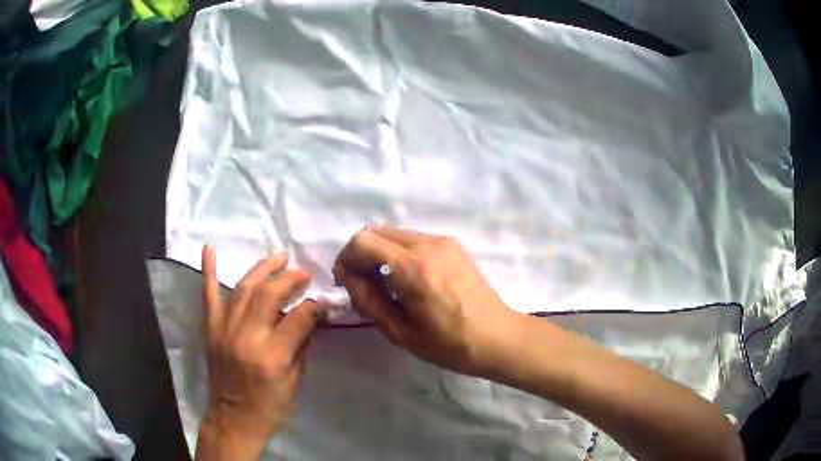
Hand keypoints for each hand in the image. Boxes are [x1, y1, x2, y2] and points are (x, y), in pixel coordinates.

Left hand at [196, 246, 317, 459]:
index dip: (313, 306)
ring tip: (280, 257)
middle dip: (290, 279)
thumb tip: (313, 315)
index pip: (298, 318)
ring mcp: (224, 329)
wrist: (233, 418)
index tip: (320, 300)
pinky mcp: (211, 328)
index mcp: (272, 356)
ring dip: (263, 269)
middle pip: (269, 295)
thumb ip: (303, 344)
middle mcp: (246, 337)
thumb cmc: (269, 405)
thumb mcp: (295, 381)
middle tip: (303, 273)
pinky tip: (209, 248)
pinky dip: (208, 270)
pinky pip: (208, 294)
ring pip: (244, 288)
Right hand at [333, 226, 519, 375]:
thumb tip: (349, 277)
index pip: (363, 242)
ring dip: (380, 253)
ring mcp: (443, 241)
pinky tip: (407, 280)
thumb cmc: (450, 345)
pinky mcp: (453, 245)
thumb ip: (369, 301)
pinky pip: (414, 240)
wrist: (499, 338)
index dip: (346, 258)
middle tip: (361, 284)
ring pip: (395, 234)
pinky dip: (399, 253)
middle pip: (377, 232)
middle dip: (360, 255)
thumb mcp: (401, 333)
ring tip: (385, 285)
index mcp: (414, 269)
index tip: (345, 282)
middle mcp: (428, 245)